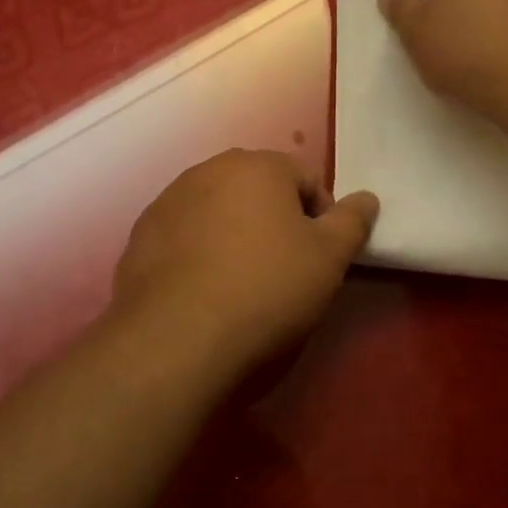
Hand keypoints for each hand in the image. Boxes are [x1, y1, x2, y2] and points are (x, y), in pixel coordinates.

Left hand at [113, 151, 378, 368]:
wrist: (176, 340)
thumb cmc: (265, 290)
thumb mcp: (328, 259)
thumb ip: (352, 221)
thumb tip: (367, 197)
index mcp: (257, 166)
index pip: (306, 179)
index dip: (322, 218)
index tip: (319, 259)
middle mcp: (208, 170)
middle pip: (258, 190)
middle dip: (276, 221)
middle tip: (283, 270)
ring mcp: (167, 201)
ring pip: (218, 210)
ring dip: (234, 234)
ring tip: (240, 283)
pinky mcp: (140, 236)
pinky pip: (184, 236)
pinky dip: (198, 253)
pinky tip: (203, 292)